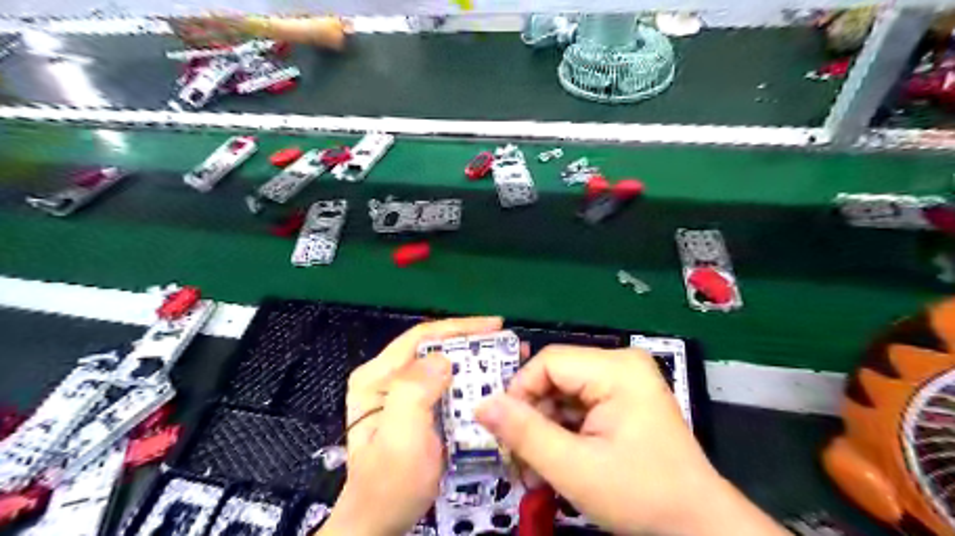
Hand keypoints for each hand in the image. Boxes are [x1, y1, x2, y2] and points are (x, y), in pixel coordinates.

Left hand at [316, 315, 502, 535]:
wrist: (380, 523)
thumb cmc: (390, 483)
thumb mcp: (400, 438)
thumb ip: (415, 392)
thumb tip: (442, 358)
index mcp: (376, 377)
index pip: (420, 338)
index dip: (459, 328)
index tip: (495, 325)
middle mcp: (387, 378)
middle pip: (433, 347)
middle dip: (471, 342)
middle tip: (507, 343)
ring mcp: (401, 393)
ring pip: (442, 364)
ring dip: (474, 360)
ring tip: (506, 358)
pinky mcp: (417, 408)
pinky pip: (446, 385)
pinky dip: (469, 381)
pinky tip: (490, 382)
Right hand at [472, 342, 786, 535]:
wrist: (698, 525)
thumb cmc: (642, 496)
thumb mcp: (575, 469)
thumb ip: (525, 434)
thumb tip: (481, 405)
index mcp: (616, 369)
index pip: (548, 362)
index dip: (520, 394)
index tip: (507, 434)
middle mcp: (620, 364)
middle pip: (554, 378)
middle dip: (532, 419)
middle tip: (520, 462)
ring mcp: (623, 380)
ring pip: (562, 393)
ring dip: (544, 429)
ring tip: (536, 470)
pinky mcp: (622, 398)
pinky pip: (578, 405)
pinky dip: (562, 431)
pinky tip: (556, 461)